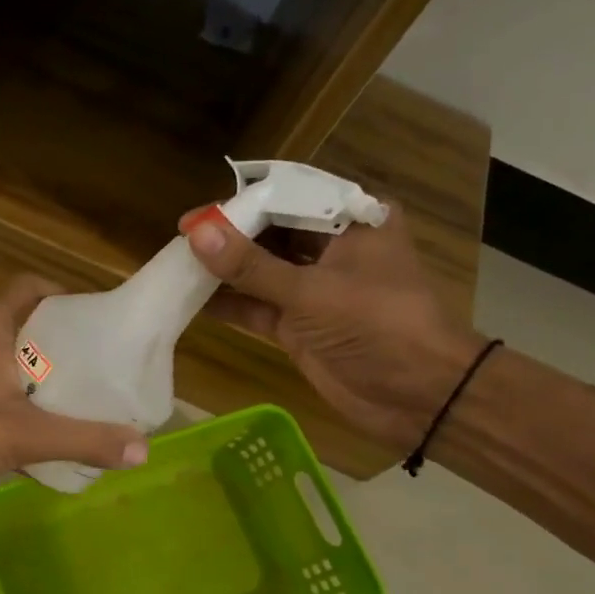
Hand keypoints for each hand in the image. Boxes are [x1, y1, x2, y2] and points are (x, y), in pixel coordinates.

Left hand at [0, 275, 148, 506]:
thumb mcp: (26, 433)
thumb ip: (84, 440)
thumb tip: (143, 450)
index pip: (29, 287)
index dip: (63, 293)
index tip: (97, 316)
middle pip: (29, 329)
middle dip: (66, 344)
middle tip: (104, 364)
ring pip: (16, 368)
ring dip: (47, 380)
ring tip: (88, 399)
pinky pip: (3, 399)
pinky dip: (28, 410)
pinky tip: (54, 436)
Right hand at [181, 204, 482, 452]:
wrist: (418, 396)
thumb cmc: (377, 326)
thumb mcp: (311, 291)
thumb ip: (250, 265)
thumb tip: (197, 233)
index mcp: (352, 221)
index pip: (288, 197)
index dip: (241, 203)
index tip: (197, 216)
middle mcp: (332, 248)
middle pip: (270, 232)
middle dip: (228, 236)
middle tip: (181, 239)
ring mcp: (314, 289)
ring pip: (260, 271)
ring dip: (224, 271)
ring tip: (176, 266)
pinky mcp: (299, 325)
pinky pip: (257, 307)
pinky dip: (229, 305)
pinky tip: (191, 301)